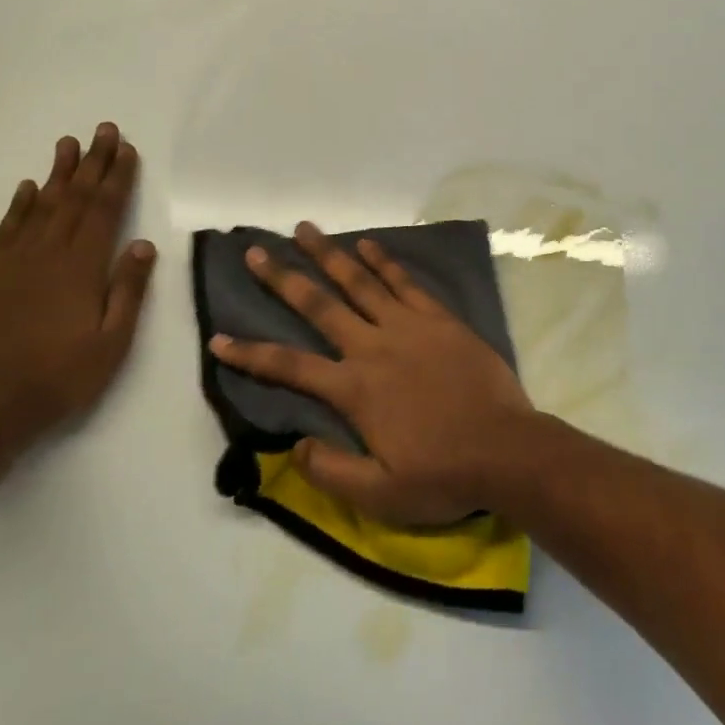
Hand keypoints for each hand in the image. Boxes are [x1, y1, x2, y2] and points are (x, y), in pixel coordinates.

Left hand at [0, 124, 155, 452]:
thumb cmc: (62, 376)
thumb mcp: (112, 342)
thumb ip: (127, 290)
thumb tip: (143, 244)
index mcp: (81, 267)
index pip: (104, 210)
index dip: (117, 177)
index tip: (126, 149)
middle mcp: (48, 253)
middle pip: (75, 198)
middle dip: (92, 162)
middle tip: (103, 129)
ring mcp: (14, 261)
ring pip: (41, 206)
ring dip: (58, 173)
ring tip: (68, 143)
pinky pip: (7, 229)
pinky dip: (20, 205)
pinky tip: (28, 188)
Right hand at [210, 223, 537, 525]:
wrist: (507, 450)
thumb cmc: (443, 475)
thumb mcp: (379, 495)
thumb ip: (331, 471)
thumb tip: (295, 444)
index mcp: (355, 388)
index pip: (289, 366)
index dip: (249, 353)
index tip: (218, 338)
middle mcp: (373, 347)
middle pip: (319, 306)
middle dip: (283, 278)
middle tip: (255, 251)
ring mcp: (408, 326)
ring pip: (359, 282)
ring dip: (329, 255)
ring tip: (304, 230)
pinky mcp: (439, 319)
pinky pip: (404, 282)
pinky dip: (383, 262)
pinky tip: (367, 245)